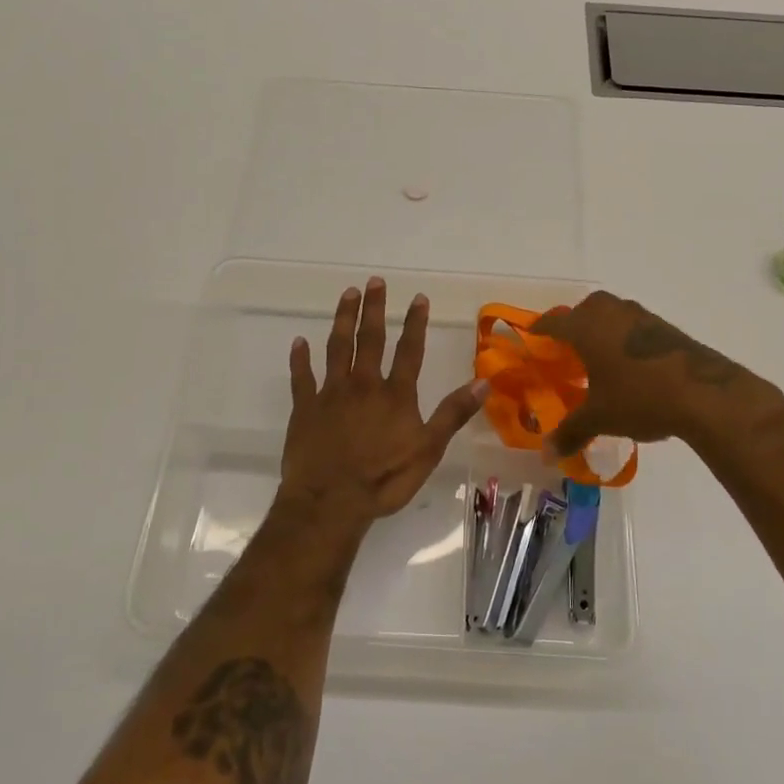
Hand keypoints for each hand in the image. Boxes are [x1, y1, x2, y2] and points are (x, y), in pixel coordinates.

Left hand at [279, 277, 487, 528]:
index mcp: (395, 394)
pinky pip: (302, 377)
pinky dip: (300, 359)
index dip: (415, 323)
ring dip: (343, 320)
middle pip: (370, 339)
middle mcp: (363, 385)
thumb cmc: (384, 478)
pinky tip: (299, 341)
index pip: (409, 350)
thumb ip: (453, 413)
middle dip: (374, 309)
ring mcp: (331, 394)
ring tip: (347, 295)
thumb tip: (484, 381)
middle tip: (374, 281)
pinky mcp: (305, 408)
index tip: (418, 297)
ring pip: (337, 348)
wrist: (330, 501)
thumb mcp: (428, 449)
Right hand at [531, 290, 776, 455]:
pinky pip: (633, 326)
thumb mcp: (599, 418)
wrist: (702, 392)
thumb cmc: (638, 397)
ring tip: (599, 357)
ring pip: (611, 314)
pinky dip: (624, 338)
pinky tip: (630, 365)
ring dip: (601, 329)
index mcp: (586, 327)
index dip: (540, 329)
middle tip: (567, 349)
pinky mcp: (665, 328)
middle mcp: (610, 313)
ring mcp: (640, 317)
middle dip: (573, 325)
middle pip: (583, 310)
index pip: (553, 321)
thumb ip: (570, 433)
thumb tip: (546, 455)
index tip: (533, 337)